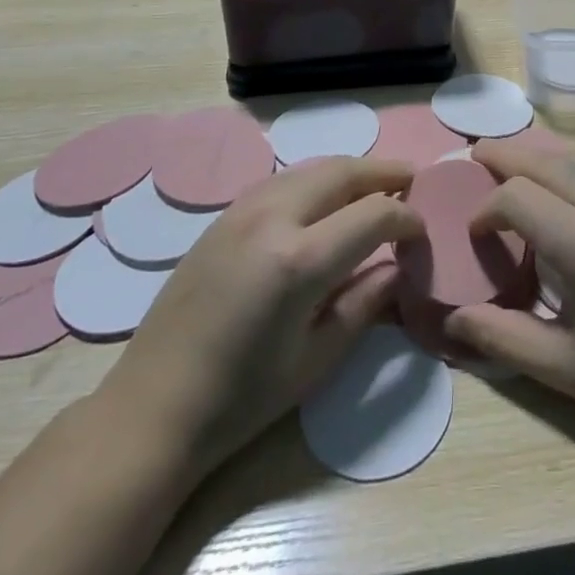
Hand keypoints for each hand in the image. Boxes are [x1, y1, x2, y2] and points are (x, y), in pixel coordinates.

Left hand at [94, 157, 422, 481]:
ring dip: (350, 171)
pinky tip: (325, 200)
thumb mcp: (316, 359)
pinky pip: (284, 179)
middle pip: (343, 172)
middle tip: (411, 181)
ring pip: (312, 167)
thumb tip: (397, 267)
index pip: (372, 214)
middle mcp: (273, 217)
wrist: (153, 407)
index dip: (405, 218)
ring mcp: (244, 209)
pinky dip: (316, 179)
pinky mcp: (224, 215)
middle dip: (383, 173)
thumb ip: (364, 304)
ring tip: (374, 186)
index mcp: (299, 259)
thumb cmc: (242, 398)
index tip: (421, 231)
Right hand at [445, 141, 574, 450]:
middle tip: (472, 159)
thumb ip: (502, 337)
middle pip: (543, 160)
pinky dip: (561, 166)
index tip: (474, 235)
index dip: (486, 209)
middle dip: (503, 156)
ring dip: (533, 156)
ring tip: (503, 164)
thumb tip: (451, 320)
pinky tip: (550, 186)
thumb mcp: (563, 367)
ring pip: (571, 158)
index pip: (518, 196)